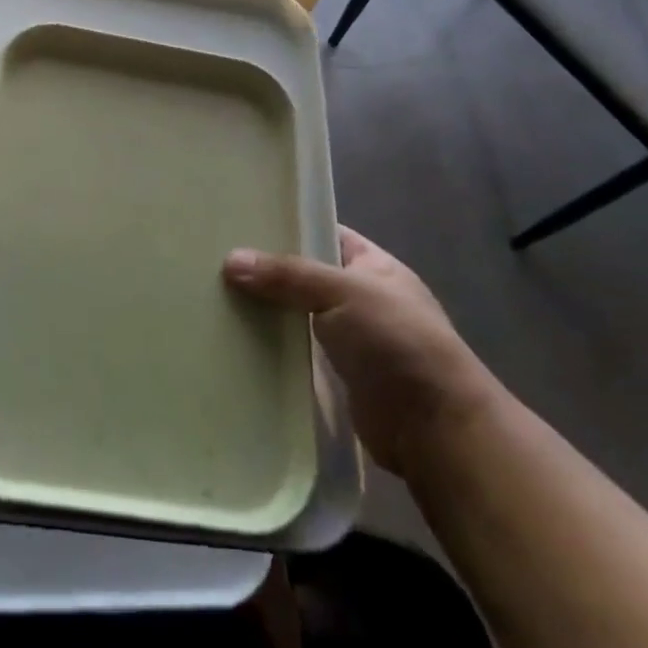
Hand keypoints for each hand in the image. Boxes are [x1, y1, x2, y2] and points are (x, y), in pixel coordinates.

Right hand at [223, 227, 495, 474]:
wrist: (434, 428)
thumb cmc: (397, 342)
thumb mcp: (344, 292)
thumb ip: (288, 275)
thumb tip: (230, 260)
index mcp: (374, 266)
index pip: (327, 233)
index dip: (290, 225)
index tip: (243, 220)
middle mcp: (361, 298)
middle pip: (304, 275)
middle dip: (266, 270)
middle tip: (215, 258)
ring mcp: (349, 339)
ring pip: (296, 314)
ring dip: (264, 310)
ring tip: (213, 296)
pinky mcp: (334, 376)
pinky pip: (295, 351)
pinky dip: (270, 346)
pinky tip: (233, 339)